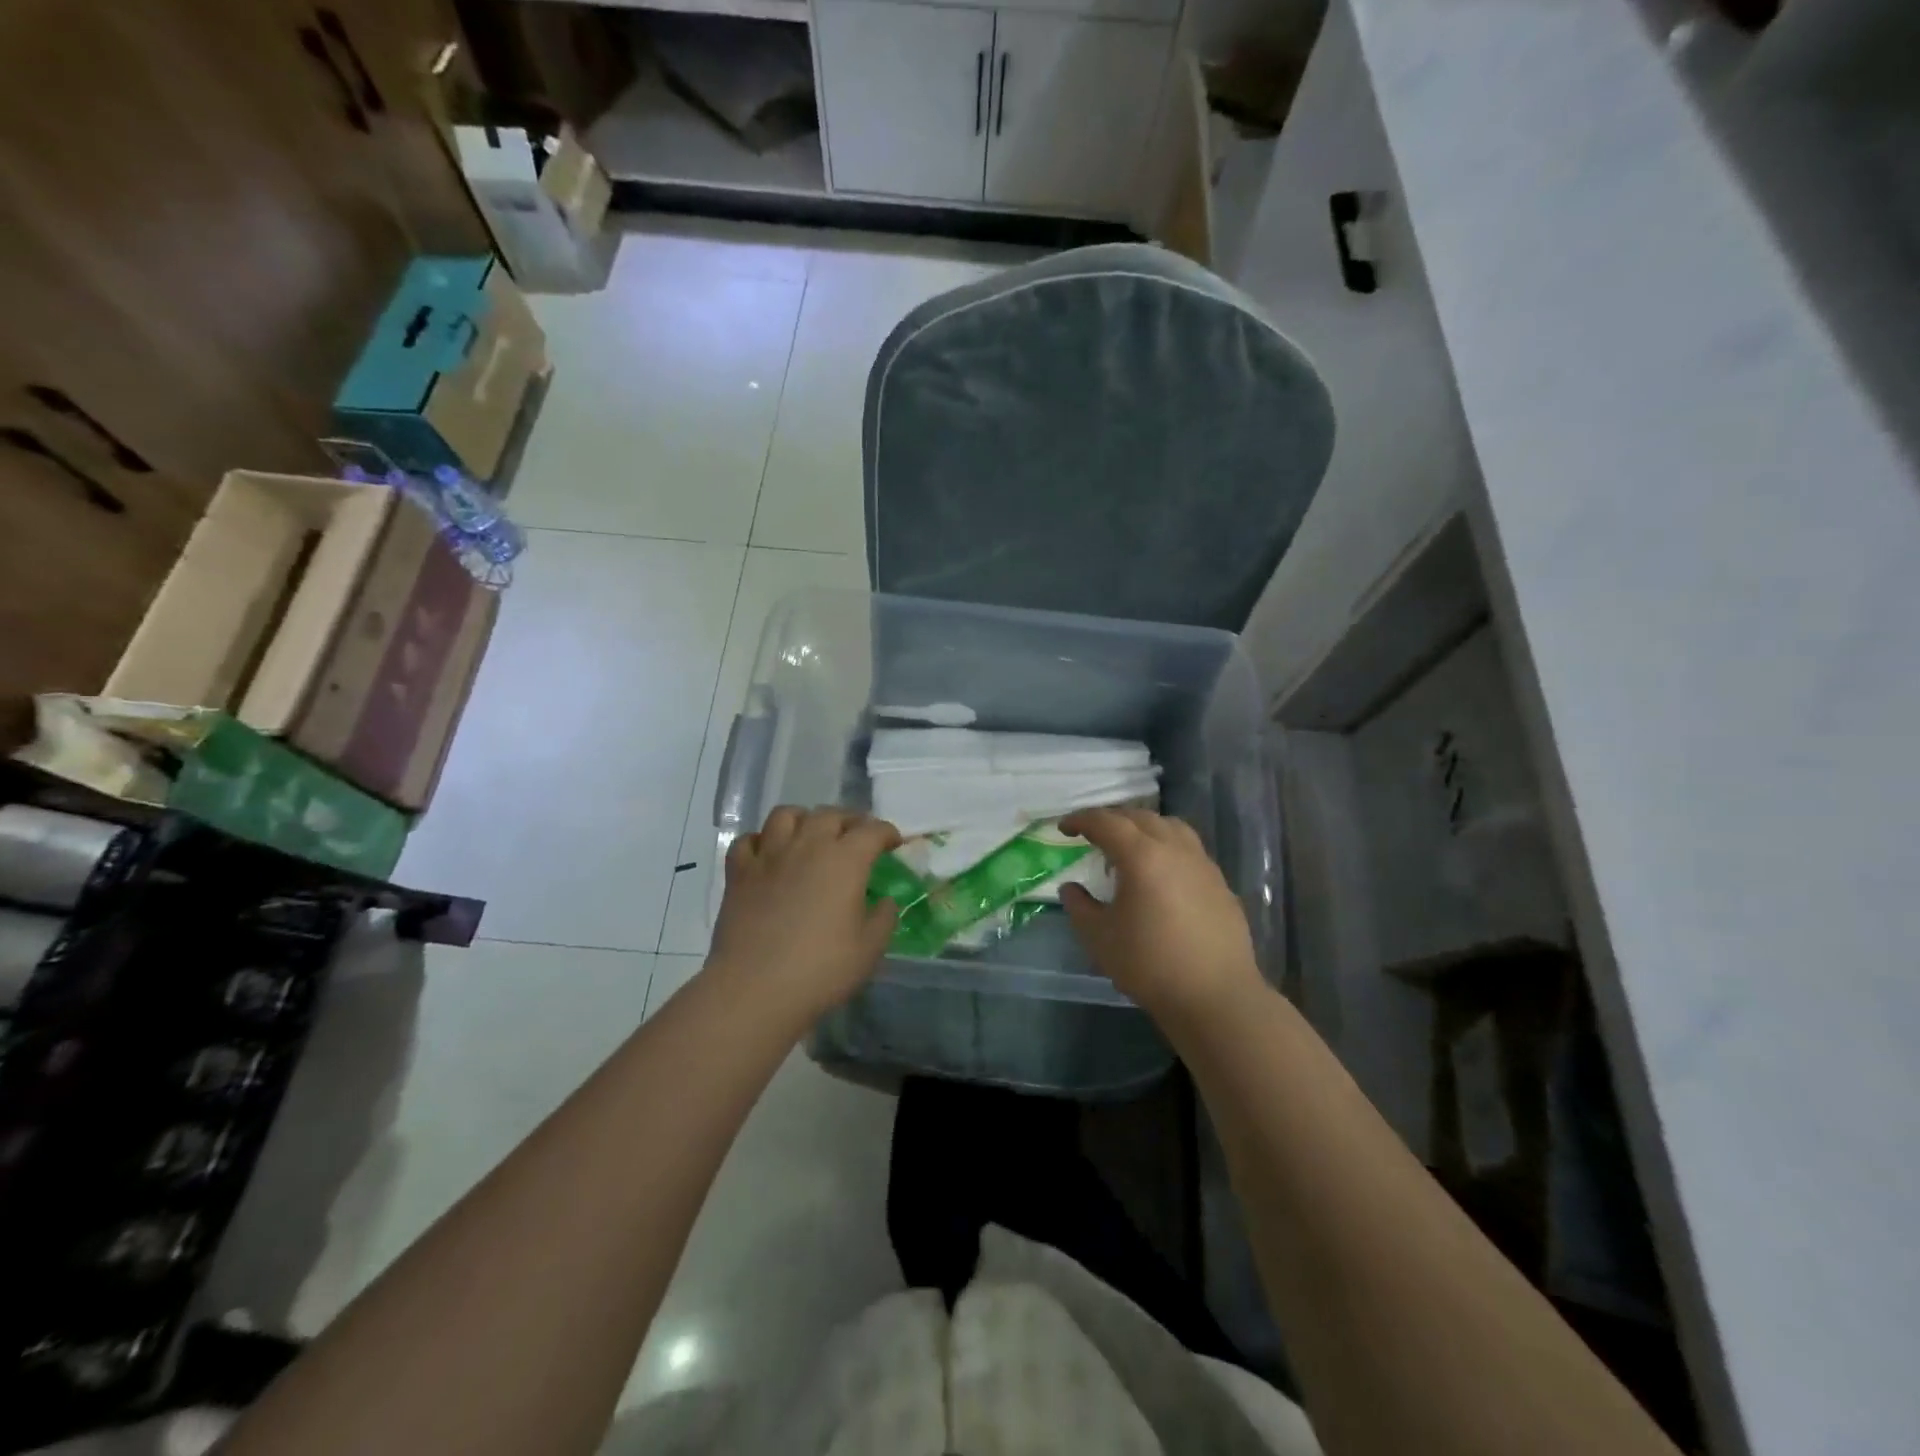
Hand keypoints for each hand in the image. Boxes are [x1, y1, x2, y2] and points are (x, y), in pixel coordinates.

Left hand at [708, 806, 902, 1021]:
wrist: (755, 989)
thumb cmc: (821, 969)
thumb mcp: (870, 949)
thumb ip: (883, 918)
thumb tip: (885, 901)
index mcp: (845, 860)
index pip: (872, 830)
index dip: (887, 833)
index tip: (894, 843)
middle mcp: (807, 846)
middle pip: (830, 815)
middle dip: (849, 820)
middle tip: (857, 837)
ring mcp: (769, 856)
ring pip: (786, 815)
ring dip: (804, 819)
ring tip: (811, 834)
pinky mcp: (739, 873)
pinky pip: (748, 840)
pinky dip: (761, 841)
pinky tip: (768, 855)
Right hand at [1058, 807, 1264, 1029]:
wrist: (1216, 996)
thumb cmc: (1150, 964)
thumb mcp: (1099, 938)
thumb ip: (1079, 906)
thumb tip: (1071, 888)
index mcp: (1141, 856)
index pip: (1106, 822)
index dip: (1081, 820)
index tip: (1064, 828)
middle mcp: (1174, 849)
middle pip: (1140, 817)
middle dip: (1112, 819)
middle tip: (1093, 834)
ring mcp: (1202, 864)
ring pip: (1170, 827)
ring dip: (1144, 828)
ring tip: (1130, 846)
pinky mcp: (1220, 883)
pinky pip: (1189, 849)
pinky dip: (1167, 847)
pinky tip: (1161, 874)